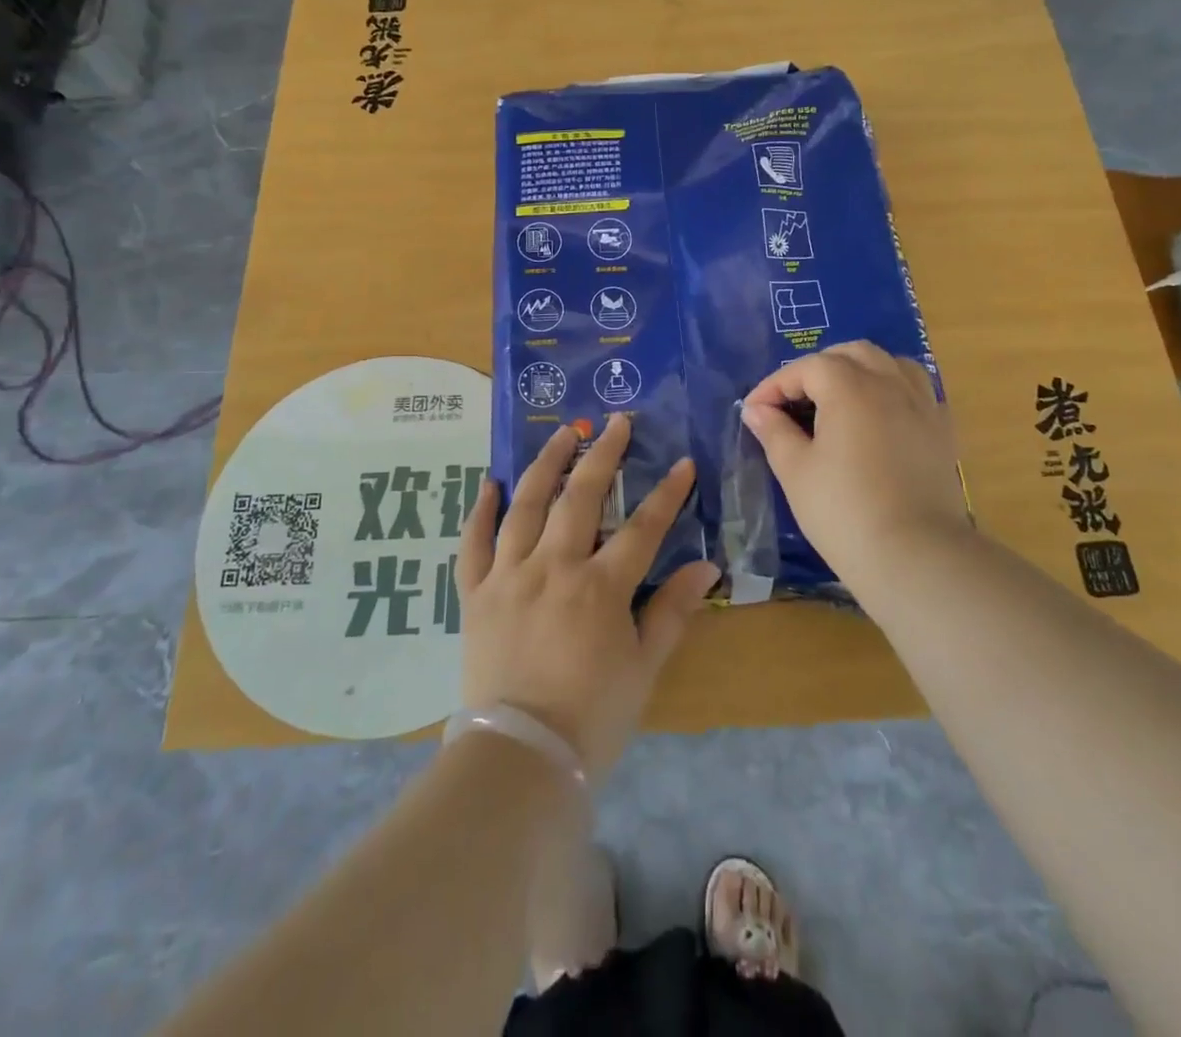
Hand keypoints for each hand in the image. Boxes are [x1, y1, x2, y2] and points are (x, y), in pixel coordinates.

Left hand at [457, 415, 718, 781]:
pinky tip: (491, 483)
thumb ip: (673, 611)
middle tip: (616, 421)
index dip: (667, 494)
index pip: (642, 528)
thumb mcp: (644, 667)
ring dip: (547, 464)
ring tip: (563, 432)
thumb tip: (707, 567)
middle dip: (603, 455)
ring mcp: (509, 575)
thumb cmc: (591, 717)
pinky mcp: (476, 593)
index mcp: (599, 587)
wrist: (518, 758)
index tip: (683, 464)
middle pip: (581, 497)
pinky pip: (474, 543)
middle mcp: (553, 567)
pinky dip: (480, 510)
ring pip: (527, 506)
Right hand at [740, 341, 968, 582]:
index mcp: (850, 388)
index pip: (806, 368)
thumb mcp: (795, 471)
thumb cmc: (843, 511)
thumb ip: (774, 432)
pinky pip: (917, 391)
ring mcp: (922, 405)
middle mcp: (890, 384)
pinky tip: (878, 418)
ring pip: (890, 364)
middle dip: (817, 368)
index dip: (775, 385)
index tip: (754, 412)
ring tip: (838, 399)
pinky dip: (892, 390)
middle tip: (793, 401)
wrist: (915, 556)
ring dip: (859, 370)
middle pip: (852, 353)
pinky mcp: (942, 431)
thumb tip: (756, 410)